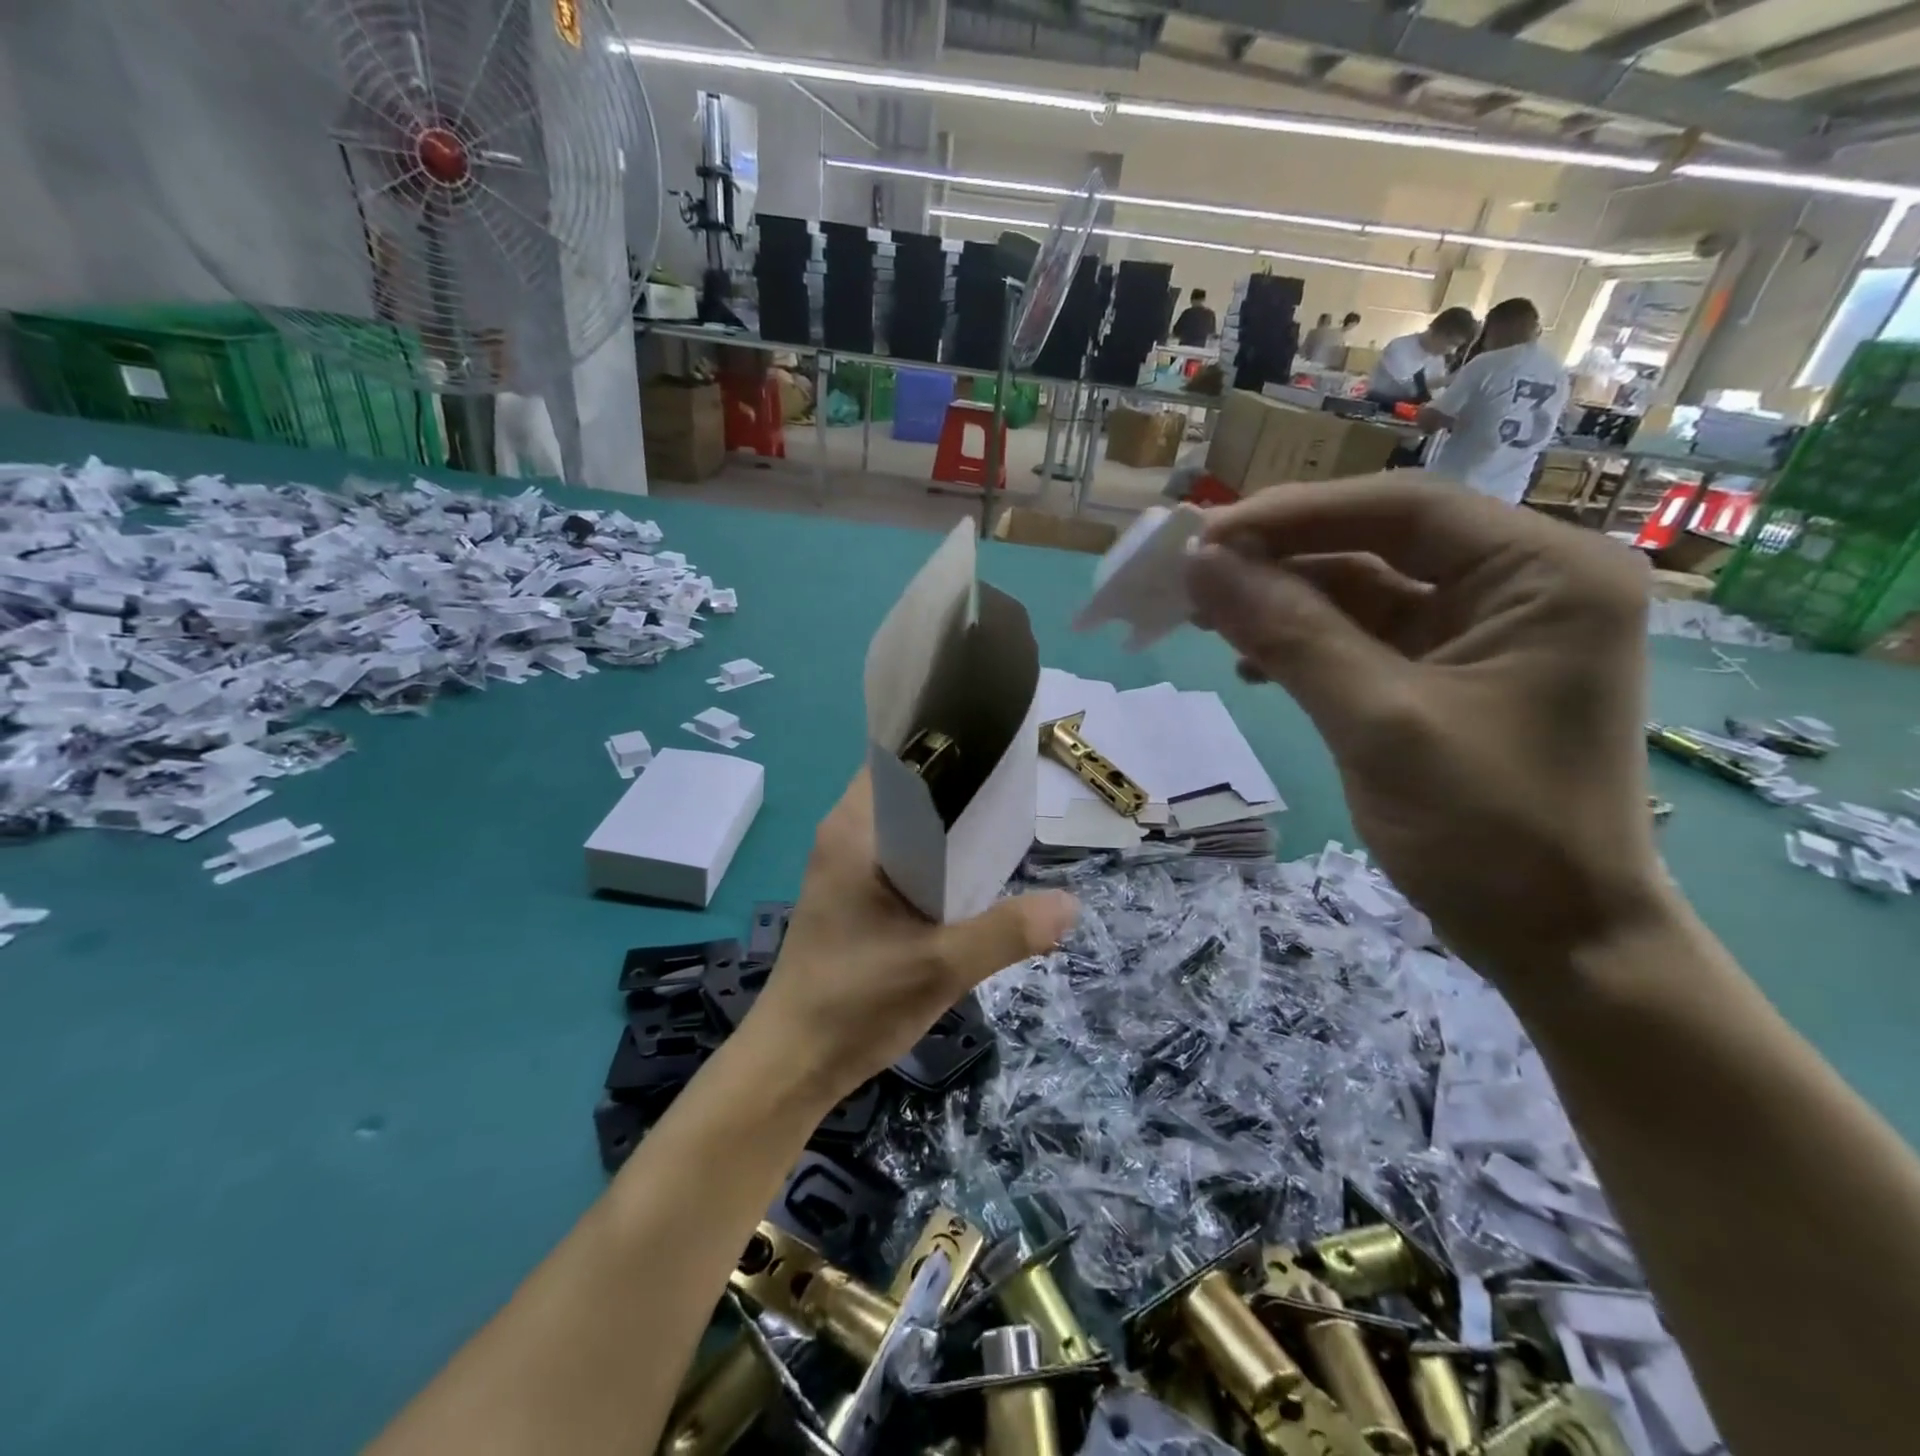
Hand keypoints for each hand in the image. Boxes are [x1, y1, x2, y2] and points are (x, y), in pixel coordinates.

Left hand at [739, 770, 1077, 1106]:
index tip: (997, 748)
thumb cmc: (856, 1003)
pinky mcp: (852, 892)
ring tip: (1003, 821)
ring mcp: (845, 864)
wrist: (794, 1062)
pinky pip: (900, 851)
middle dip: (958, 786)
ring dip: (947, 822)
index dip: (949, 747)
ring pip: (905, 822)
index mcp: (854, 830)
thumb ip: (1007, 932)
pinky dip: (934, 851)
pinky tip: (971, 869)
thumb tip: (1071, 903)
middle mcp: (845, 834)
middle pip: (908, 788)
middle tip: (1014, 788)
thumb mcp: (941, 966)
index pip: (901, 759)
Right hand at [1185, 475, 1667, 985]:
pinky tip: (1252, 663)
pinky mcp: (1450, 675)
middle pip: (1379, 544)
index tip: (1204, 538)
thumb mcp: (1378, 723)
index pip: (1402, 508)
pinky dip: (1305, 644)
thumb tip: (1201, 566)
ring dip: (1284, 603)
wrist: (1556, 941)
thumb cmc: (1488, 831)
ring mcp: (1486, 632)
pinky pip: (1364, 638)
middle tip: (1194, 578)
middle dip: (1282, 560)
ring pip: (1363, 591)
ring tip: (1208, 619)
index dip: (1294, 514)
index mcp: (1544, 573)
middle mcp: (1523, 585)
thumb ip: (1290, 634)